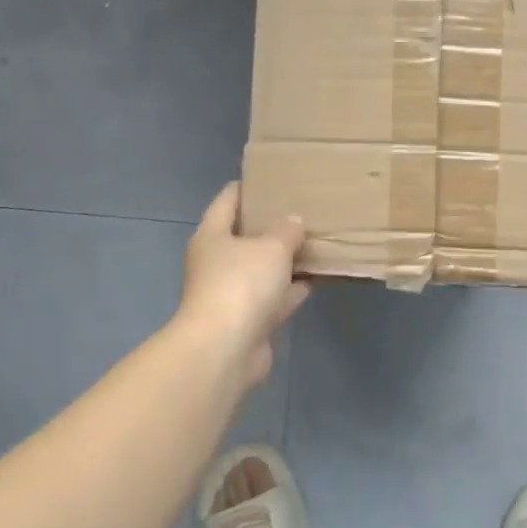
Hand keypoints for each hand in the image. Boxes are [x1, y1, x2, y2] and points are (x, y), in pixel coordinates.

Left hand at [177, 183, 310, 390]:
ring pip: (261, 270)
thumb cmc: (242, 284)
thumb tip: (293, 222)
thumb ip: (286, 231)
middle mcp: (216, 263)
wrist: (225, 349)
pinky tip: (314, 280)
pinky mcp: (247, 322)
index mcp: (212, 236)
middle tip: (301, 210)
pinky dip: (290, 290)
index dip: (247, 187)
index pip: (227, 200)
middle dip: (270, 226)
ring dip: (283, 261)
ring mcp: (230, 294)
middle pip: (244, 237)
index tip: (270, 178)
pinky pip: (272, 298)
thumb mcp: (272, 247)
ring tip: (313, 243)